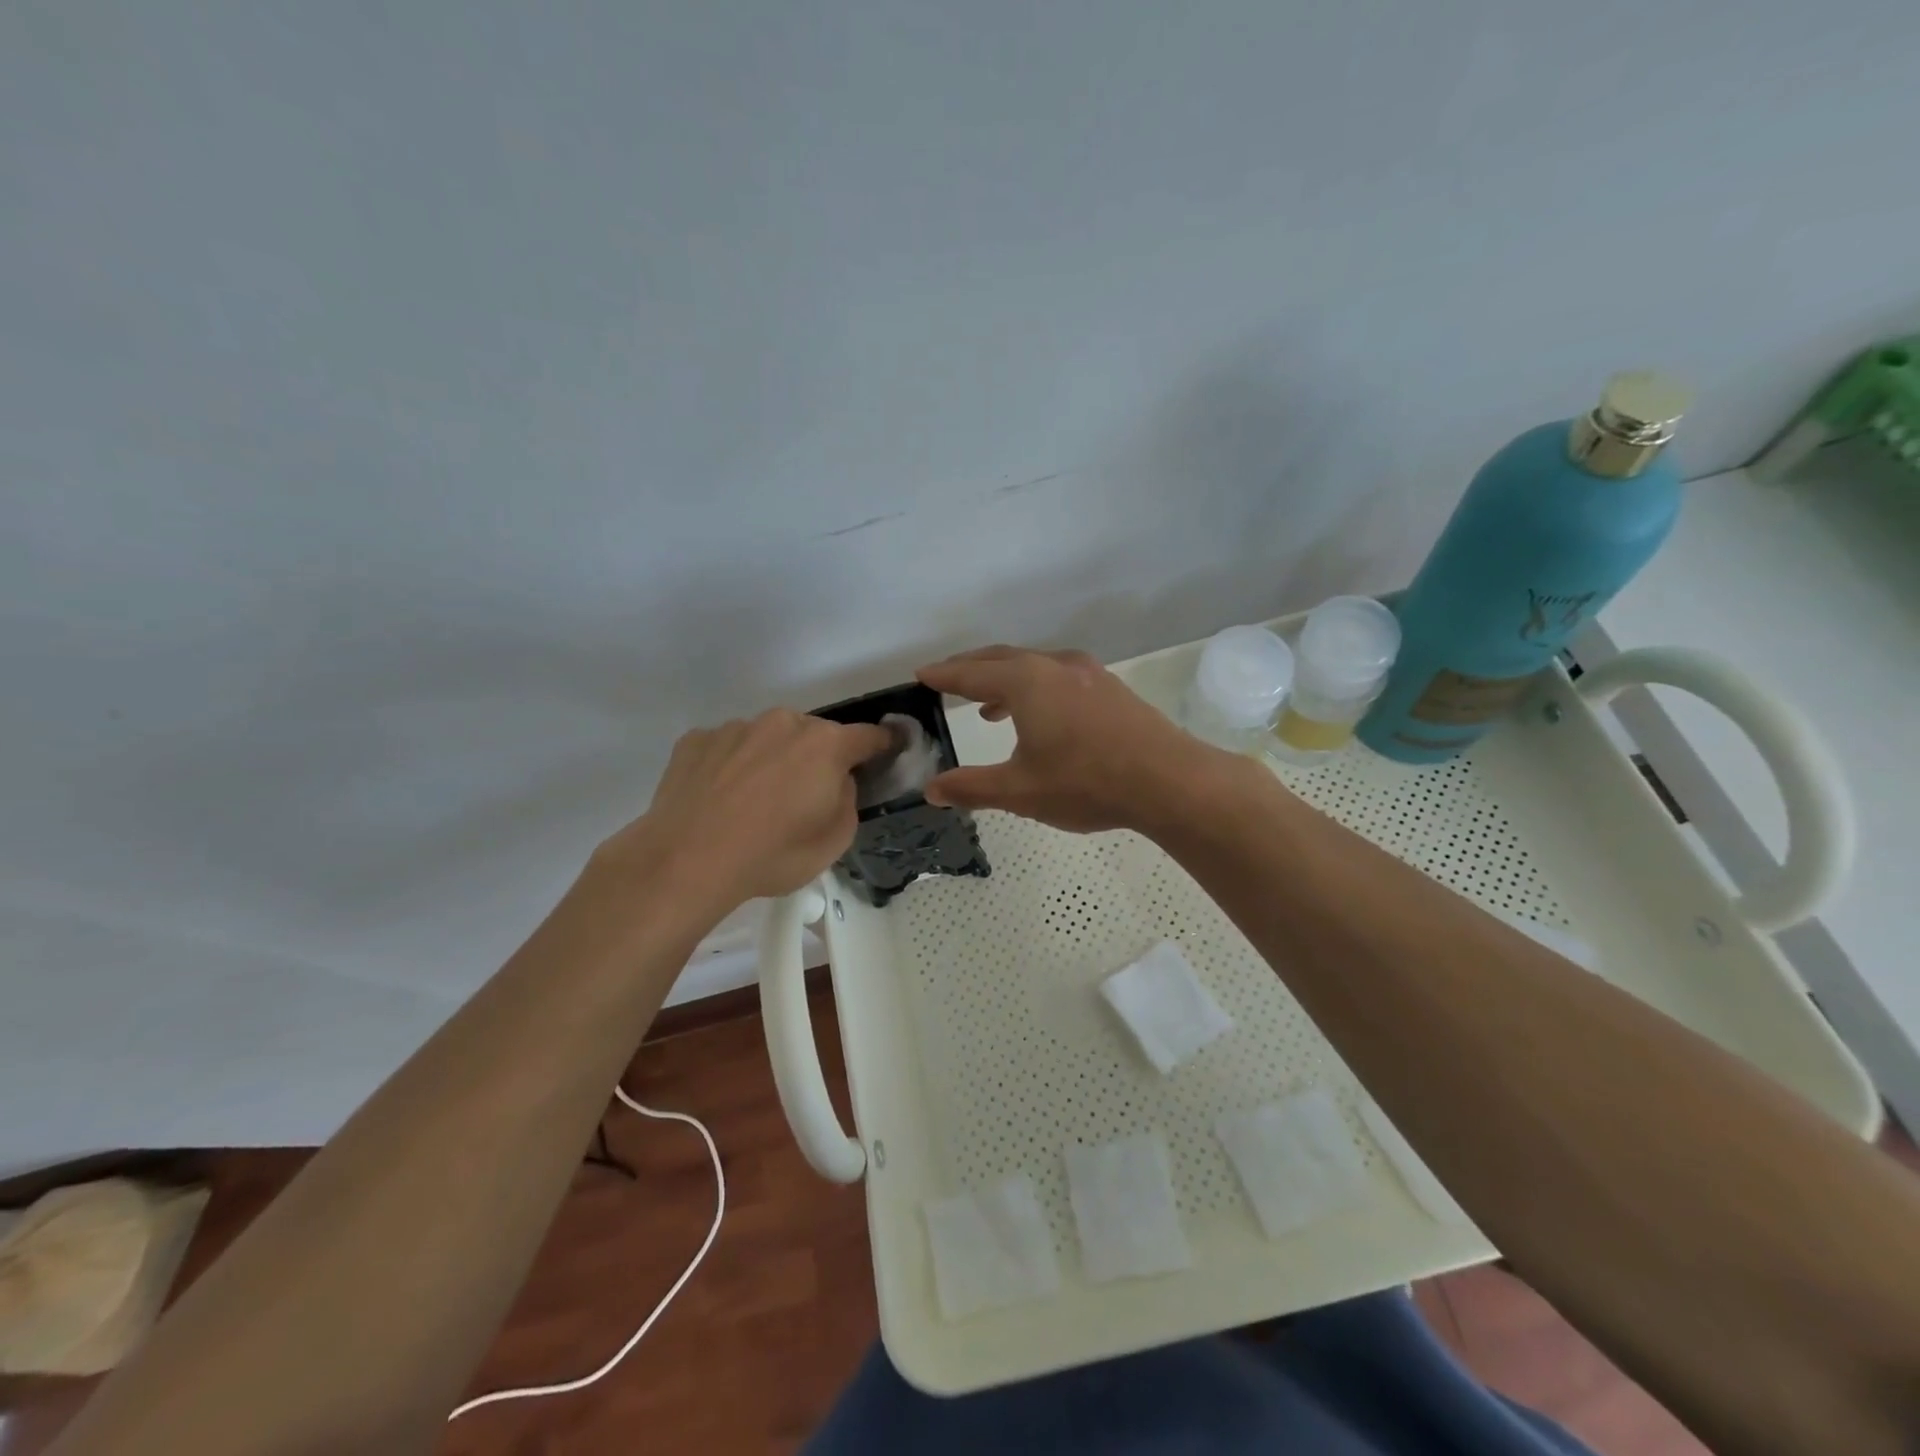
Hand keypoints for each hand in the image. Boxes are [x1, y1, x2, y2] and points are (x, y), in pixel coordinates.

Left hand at [600, 709, 892, 915]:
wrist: (686, 862)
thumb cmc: (773, 854)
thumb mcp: (835, 839)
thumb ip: (849, 798)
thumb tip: (837, 780)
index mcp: (825, 744)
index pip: (869, 735)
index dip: (883, 744)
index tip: (888, 749)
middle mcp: (783, 723)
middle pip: (814, 735)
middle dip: (817, 758)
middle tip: (804, 796)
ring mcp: (736, 728)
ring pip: (767, 738)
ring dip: (772, 759)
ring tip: (753, 801)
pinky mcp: (696, 740)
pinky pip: (728, 748)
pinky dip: (732, 766)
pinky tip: (719, 799)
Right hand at [916, 645, 1238, 833]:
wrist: (1169, 780)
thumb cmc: (1086, 783)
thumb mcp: (1020, 791)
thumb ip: (972, 787)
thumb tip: (931, 789)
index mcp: (1026, 683)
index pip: (971, 674)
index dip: (943, 676)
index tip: (921, 675)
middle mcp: (1054, 666)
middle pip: (1001, 659)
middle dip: (970, 668)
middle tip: (946, 678)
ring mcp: (1087, 674)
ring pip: (1033, 665)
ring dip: (1004, 679)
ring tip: (988, 706)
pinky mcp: (1110, 688)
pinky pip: (1058, 676)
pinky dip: (1035, 686)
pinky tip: (1041, 716)